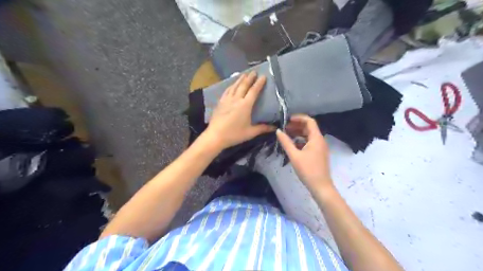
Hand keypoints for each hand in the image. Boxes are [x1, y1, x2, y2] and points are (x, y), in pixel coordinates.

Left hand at [202, 70, 275, 149]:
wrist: (215, 136)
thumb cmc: (234, 134)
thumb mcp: (250, 132)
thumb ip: (263, 128)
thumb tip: (275, 128)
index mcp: (245, 105)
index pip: (254, 91)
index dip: (259, 83)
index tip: (263, 76)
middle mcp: (236, 99)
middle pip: (243, 85)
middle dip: (249, 78)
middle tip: (254, 71)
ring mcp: (227, 100)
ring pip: (234, 86)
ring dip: (240, 79)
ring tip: (244, 74)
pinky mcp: (220, 102)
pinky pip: (226, 91)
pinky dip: (231, 86)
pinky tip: (232, 85)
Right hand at [277, 114, 334, 191]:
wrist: (320, 186)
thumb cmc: (307, 170)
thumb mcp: (294, 155)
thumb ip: (286, 142)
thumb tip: (278, 131)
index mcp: (316, 138)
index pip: (309, 121)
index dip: (299, 118)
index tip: (287, 119)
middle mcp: (320, 140)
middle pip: (309, 128)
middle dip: (297, 125)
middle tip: (284, 127)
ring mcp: (320, 147)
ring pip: (309, 135)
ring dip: (298, 133)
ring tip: (286, 134)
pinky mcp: (318, 153)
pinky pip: (310, 142)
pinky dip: (301, 140)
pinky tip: (292, 144)